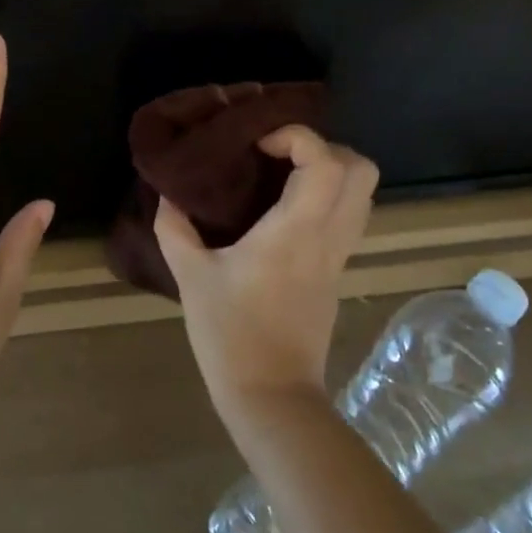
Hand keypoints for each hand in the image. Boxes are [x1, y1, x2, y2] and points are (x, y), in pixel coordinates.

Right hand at [157, 125, 378, 431]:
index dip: (297, 136)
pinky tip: (287, 209)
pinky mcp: (337, 272)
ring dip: (331, 171)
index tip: (258, 144)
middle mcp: (328, 236)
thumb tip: (168, 194)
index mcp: (296, 231)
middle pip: (362, 170)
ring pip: (363, 194)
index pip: (325, 161)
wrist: (271, 396)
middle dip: (325, 147)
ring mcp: (339, 255)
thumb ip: (175, 229)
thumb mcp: (192, 277)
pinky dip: (329, 197)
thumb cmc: (231, 335)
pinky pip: (350, 217)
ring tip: (284, 176)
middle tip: (279, 154)